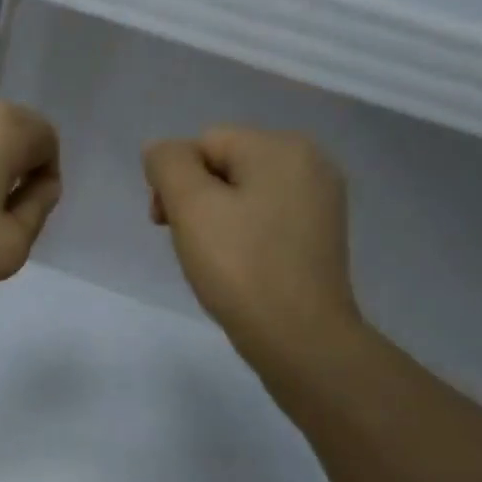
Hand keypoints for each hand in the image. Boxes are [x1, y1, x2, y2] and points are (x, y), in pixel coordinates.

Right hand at [143, 126, 360, 368]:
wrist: (300, 338)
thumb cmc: (241, 269)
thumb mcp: (192, 208)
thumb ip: (168, 165)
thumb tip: (161, 150)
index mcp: (281, 147)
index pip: (204, 143)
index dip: (175, 181)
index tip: (165, 226)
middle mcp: (310, 162)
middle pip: (226, 164)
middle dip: (197, 200)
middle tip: (189, 245)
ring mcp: (321, 200)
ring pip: (245, 194)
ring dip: (218, 220)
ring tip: (214, 260)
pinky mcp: (320, 235)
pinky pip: (267, 219)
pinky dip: (245, 236)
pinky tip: (240, 267)